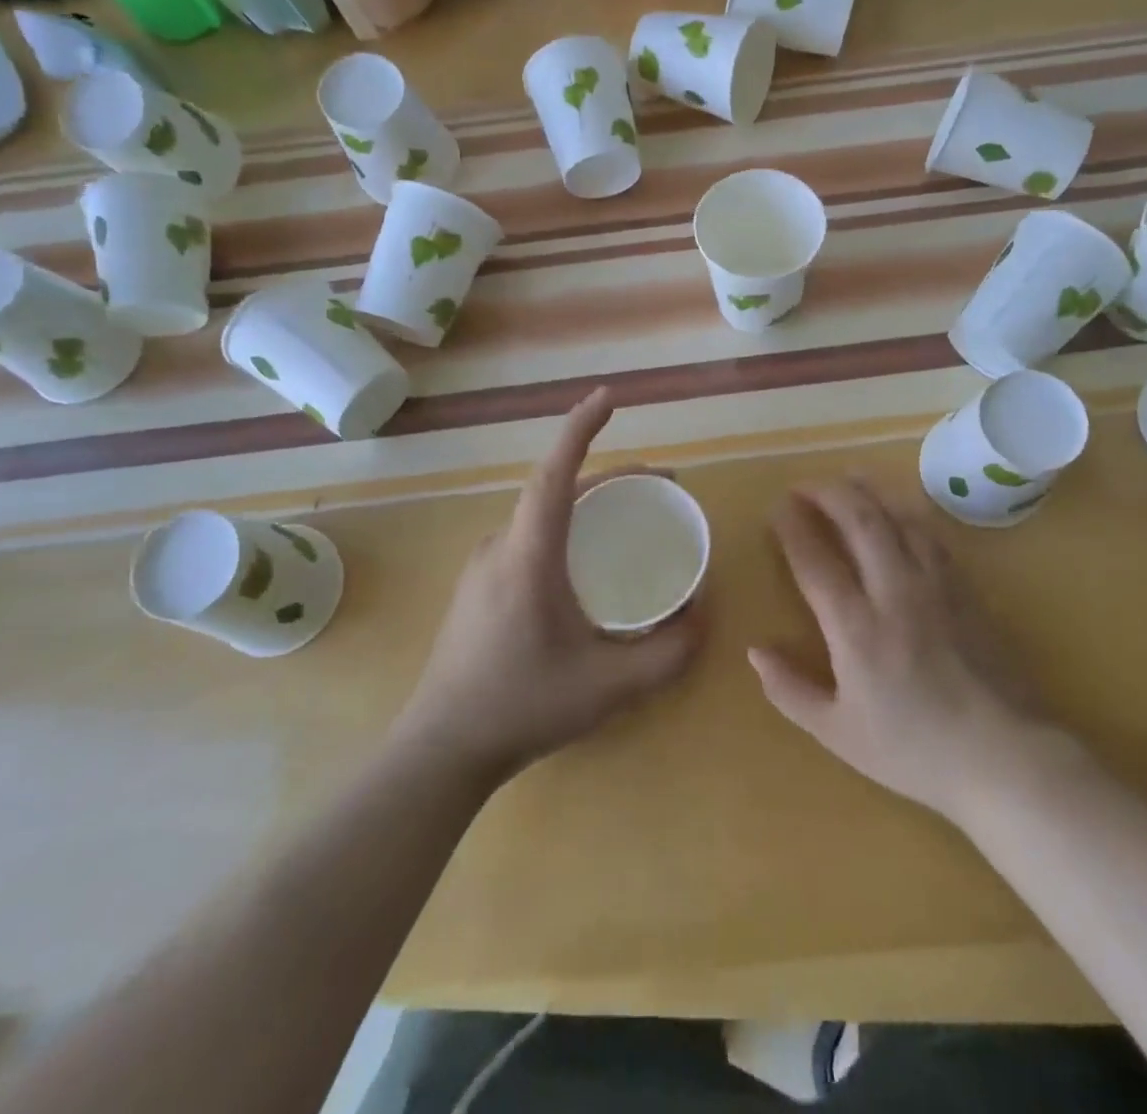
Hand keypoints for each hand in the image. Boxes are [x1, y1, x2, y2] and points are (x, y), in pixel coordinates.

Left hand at [397, 389, 705, 784]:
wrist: (441, 748)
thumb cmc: (523, 707)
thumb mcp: (610, 686)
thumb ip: (668, 653)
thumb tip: (704, 615)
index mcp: (529, 555)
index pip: (555, 474)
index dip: (581, 428)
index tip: (609, 397)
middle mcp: (502, 546)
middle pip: (556, 489)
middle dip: (611, 475)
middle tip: (661, 487)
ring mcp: (484, 565)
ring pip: (541, 513)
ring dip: (587, 502)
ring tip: (632, 517)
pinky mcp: (479, 585)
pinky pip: (529, 536)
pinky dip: (567, 527)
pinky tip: (588, 561)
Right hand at [748, 479, 1046, 821]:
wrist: (1003, 757)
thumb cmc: (914, 751)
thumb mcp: (838, 733)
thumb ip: (790, 691)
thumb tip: (755, 651)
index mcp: (856, 628)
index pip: (815, 560)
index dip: (792, 527)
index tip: (777, 507)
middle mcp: (894, 592)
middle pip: (860, 520)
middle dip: (828, 493)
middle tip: (806, 485)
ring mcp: (936, 585)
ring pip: (899, 518)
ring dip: (869, 491)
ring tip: (848, 478)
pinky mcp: (966, 589)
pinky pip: (932, 535)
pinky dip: (907, 512)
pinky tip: (899, 509)